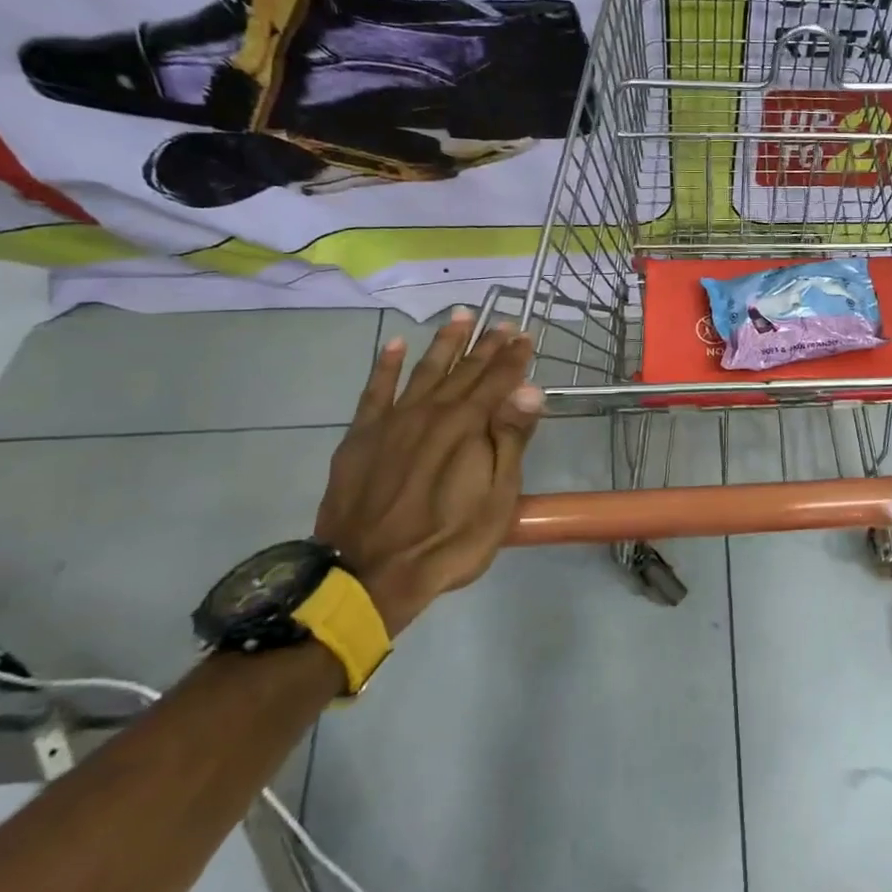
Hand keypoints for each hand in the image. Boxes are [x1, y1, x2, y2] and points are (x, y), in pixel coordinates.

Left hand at [313, 311, 544, 634]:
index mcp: (467, 426)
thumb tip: (530, 390)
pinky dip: (385, 366)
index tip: (526, 335)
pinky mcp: (362, 437)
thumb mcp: (497, 499)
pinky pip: (375, 391)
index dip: (514, 357)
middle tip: (502, 322)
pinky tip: (394, 345)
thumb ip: (511, 440)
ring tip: (459, 316)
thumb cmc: (448, 541)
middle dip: (486, 344)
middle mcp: (431, 412)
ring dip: (444, 343)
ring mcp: (392, 422)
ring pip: (423, 370)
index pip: (497, 381)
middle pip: (464, 370)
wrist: (369, 574)